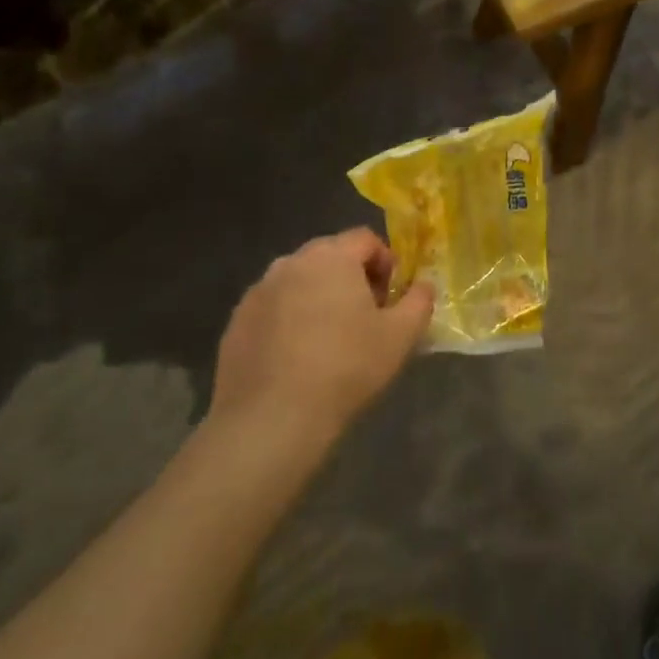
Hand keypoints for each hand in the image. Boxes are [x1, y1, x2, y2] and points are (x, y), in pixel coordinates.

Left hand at [210, 228, 433, 443]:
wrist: (271, 419)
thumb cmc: (346, 367)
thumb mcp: (401, 336)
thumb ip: (419, 301)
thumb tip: (423, 285)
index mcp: (331, 257)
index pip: (365, 239)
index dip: (385, 262)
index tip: (391, 298)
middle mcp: (290, 263)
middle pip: (330, 256)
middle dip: (352, 278)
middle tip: (365, 318)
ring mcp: (258, 292)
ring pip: (299, 282)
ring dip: (318, 298)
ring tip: (330, 340)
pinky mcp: (236, 322)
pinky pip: (273, 309)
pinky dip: (289, 322)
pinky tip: (297, 359)